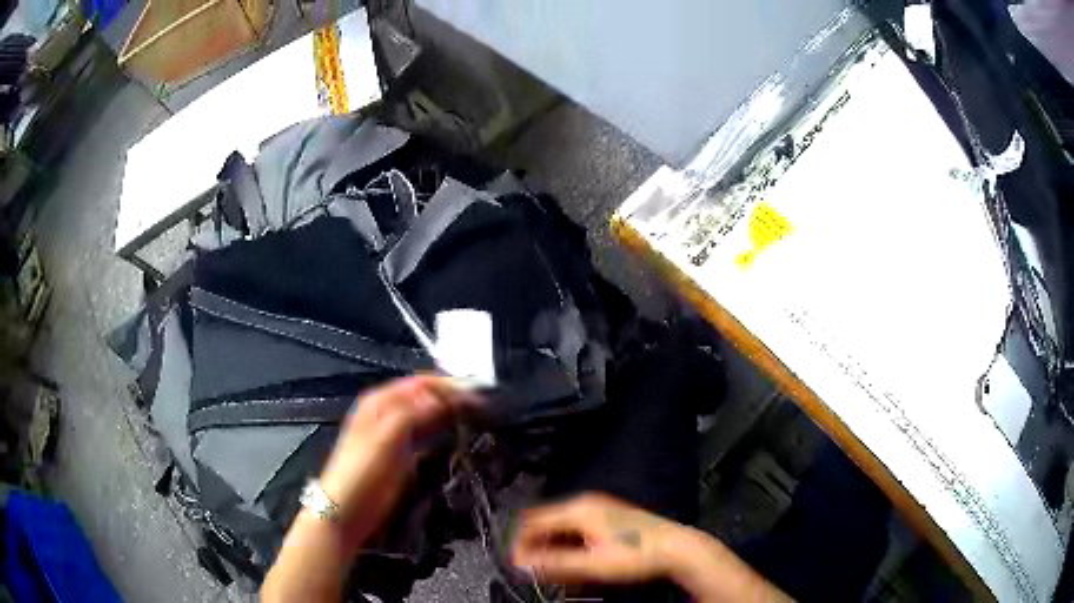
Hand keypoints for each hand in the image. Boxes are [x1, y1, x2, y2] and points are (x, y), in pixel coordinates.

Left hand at [317, 376, 477, 543]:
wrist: (347, 509)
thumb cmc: (362, 470)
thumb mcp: (385, 437)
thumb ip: (414, 413)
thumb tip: (446, 398)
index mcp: (381, 400)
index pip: (420, 383)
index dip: (448, 385)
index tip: (480, 393)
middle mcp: (389, 412)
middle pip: (426, 397)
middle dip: (453, 399)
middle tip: (487, 406)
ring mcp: (397, 435)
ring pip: (429, 417)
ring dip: (451, 415)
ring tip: (482, 419)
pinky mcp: (404, 455)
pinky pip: (429, 437)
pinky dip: (445, 434)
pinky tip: (463, 438)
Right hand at [510, 492, 680, 584]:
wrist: (677, 548)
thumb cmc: (635, 555)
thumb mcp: (592, 564)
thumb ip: (554, 565)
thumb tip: (520, 565)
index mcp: (578, 509)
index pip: (533, 521)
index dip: (520, 543)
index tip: (515, 565)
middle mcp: (584, 503)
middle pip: (545, 522)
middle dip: (534, 545)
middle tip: (530, 569)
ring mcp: (598, 508)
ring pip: (560, 526)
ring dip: (550, 546)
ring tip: (549, 569)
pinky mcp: (607, 517)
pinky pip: (574, 528)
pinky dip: (565, 543)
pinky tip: (570, 560)